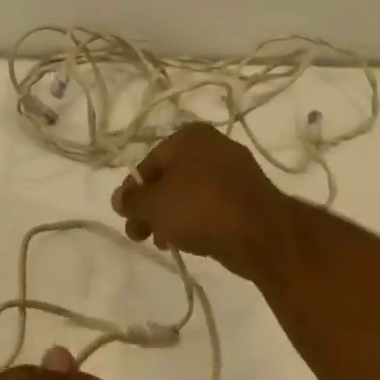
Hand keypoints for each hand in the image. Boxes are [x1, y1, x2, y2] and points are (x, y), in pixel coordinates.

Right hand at [111, 122, 295, 280]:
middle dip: (152, 207)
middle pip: (171, 178)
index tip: (127, 217)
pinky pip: (213, 204)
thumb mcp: (154, 205)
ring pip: (191, 192)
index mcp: (189, 136)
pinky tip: (191, 242)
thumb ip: (131, 200)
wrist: (261, 233)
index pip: (149, 163)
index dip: (134, 192)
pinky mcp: (250, 195)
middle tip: (140, 235)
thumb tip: (118, 198)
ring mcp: (235, 170)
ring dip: (173, 216)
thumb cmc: (199, 208)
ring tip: (164, 243)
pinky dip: (198, 219)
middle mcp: (214, 145)